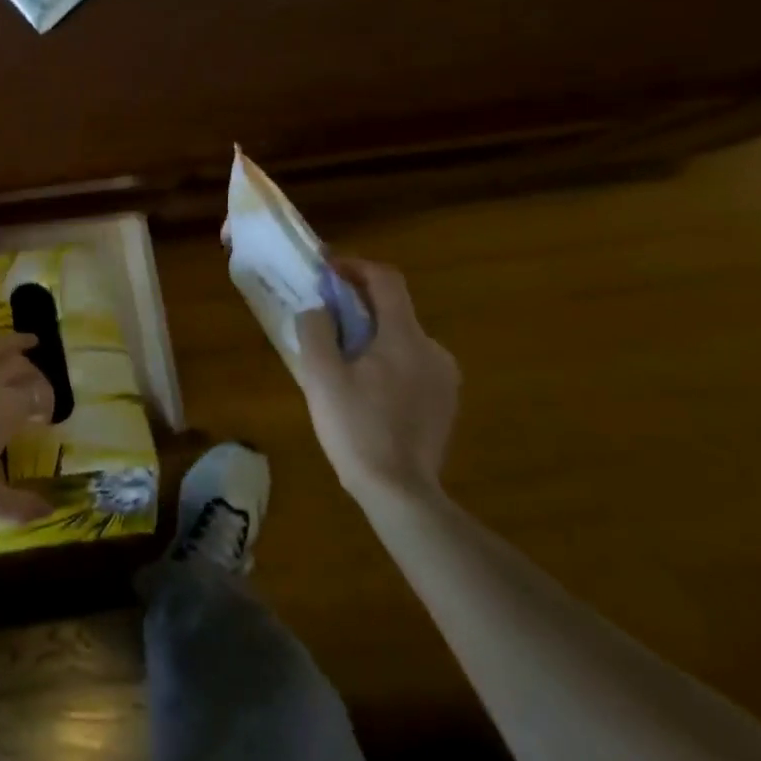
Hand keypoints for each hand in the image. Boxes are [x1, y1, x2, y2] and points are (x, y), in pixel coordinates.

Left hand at [0, 333, 53, 526]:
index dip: (47, 401)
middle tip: (37, 380)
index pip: (38, 392)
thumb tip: (50, 512)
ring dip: (7, 348)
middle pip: (16, 362)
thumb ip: (18, 504)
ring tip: (21, 344)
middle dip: (32, 369)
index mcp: (6, 407)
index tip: (47, 417)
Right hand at [294, 259, 459, 504]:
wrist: (401, 494)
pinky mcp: (445, 402)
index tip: (326, 270)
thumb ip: (316, 330)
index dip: (355, 267)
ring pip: (402, 339)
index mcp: (405, 337)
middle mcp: (433, 350)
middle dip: (357, 306)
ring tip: (340, 359)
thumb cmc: (356, 428)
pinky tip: (364, 389)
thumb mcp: (320, 375)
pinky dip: (386, 361)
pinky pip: (411, 365)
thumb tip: (318, 309)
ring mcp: (444, 379)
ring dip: (371, 336)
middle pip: (394, 310)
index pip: (386, 280)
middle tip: (324, 320)